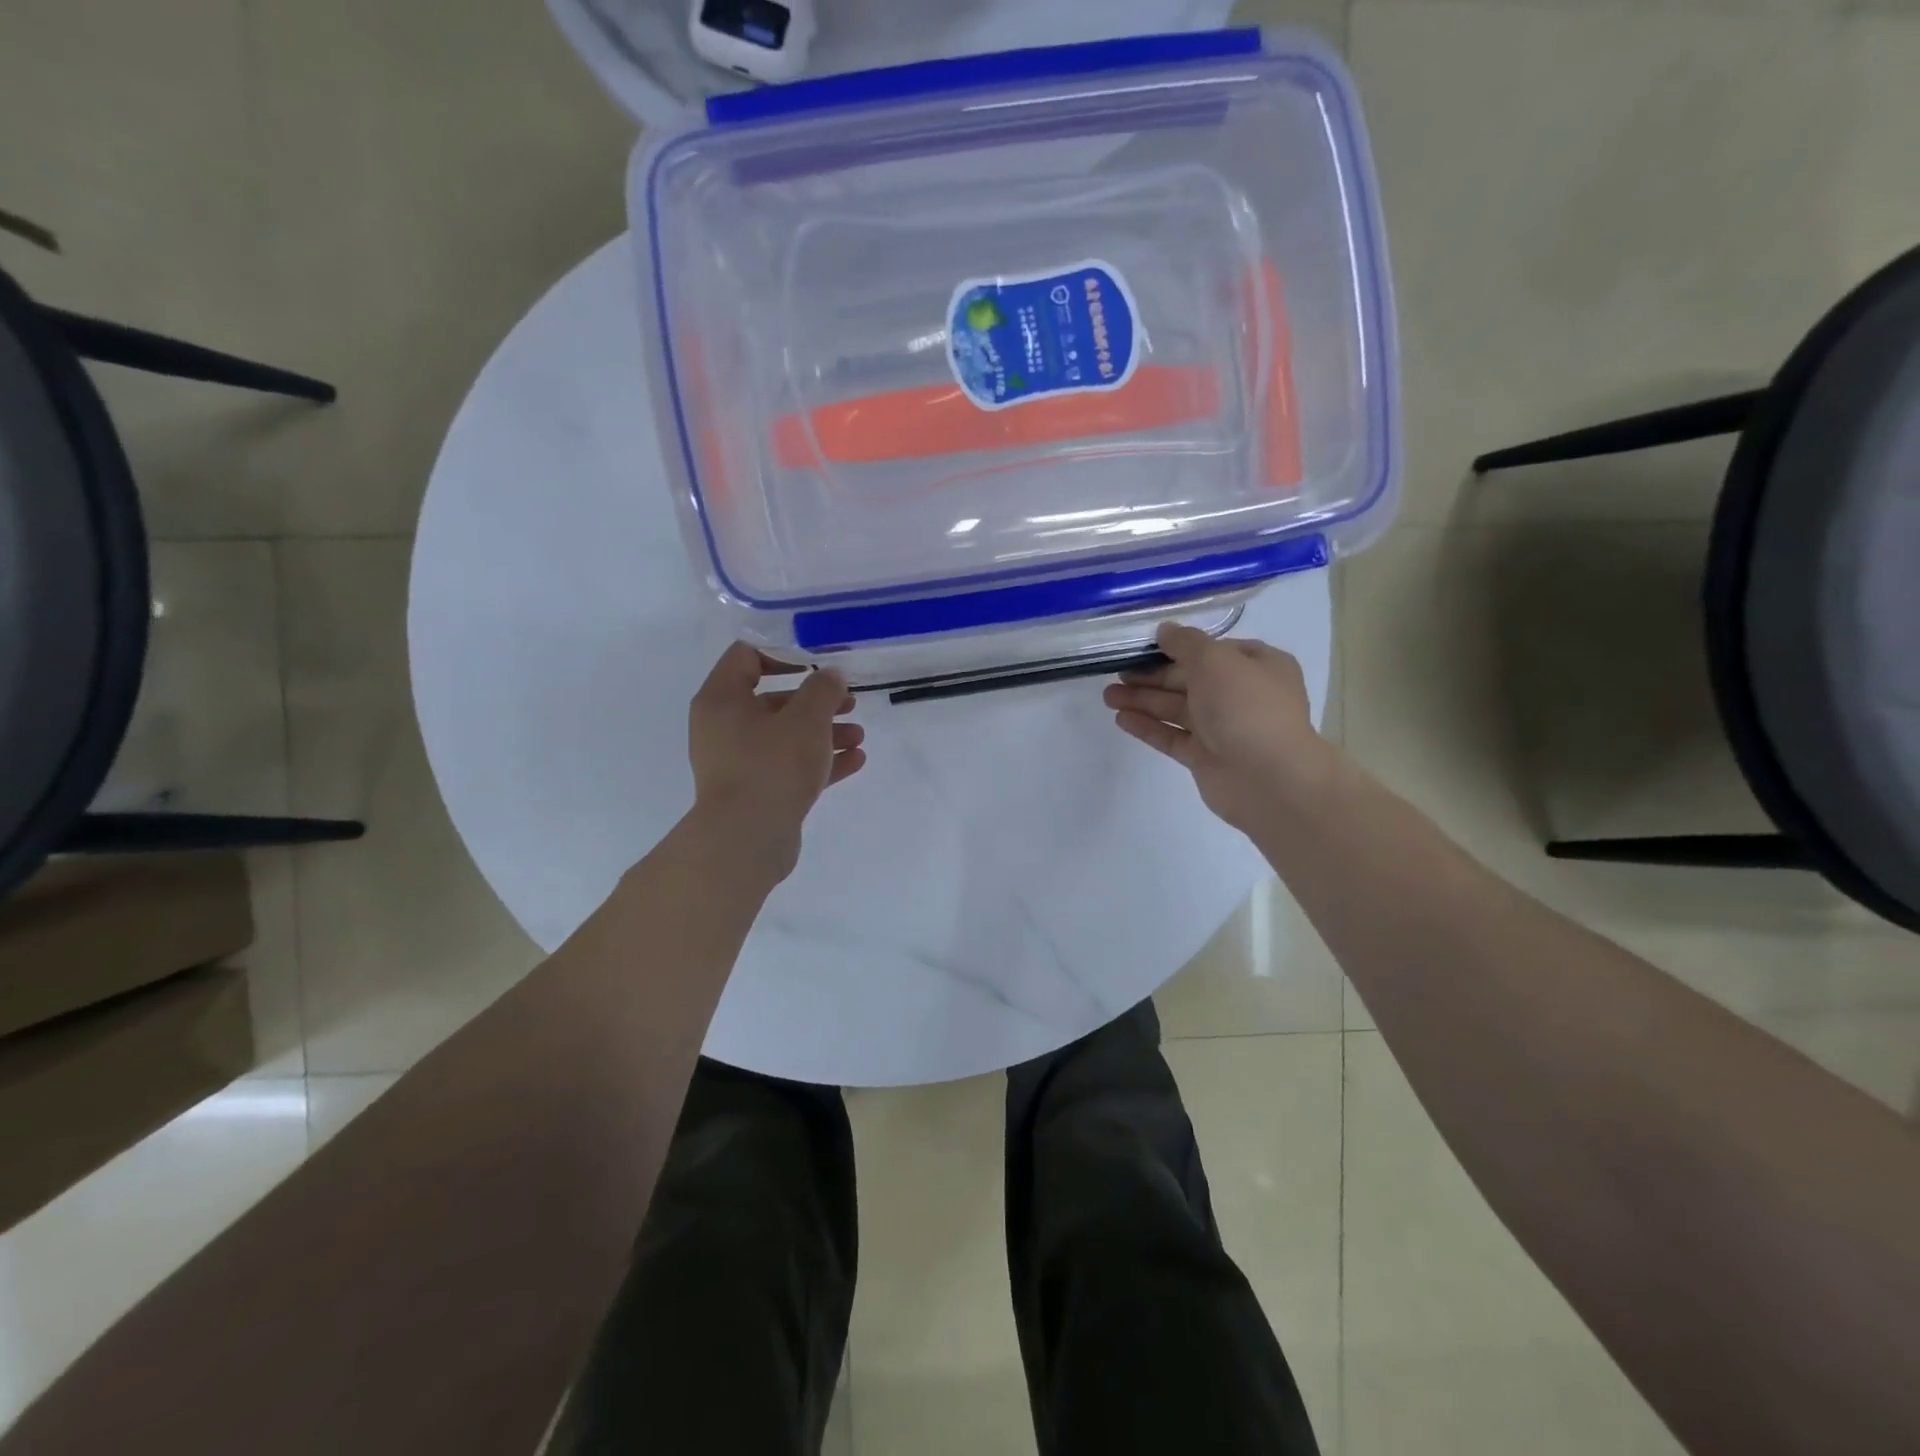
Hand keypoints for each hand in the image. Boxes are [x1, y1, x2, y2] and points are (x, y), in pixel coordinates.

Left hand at [687, 643, 865, 878]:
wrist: (747, 840)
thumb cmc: (772, 766)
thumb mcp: (806, 719)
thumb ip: (823, 689)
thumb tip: (831, 676)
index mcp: (722, 699)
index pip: (747, 656)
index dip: (784, 652)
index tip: (819, 661)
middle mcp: (723, 727)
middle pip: (772, 699)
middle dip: (816, 700)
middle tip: (849, 701)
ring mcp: (738, 762)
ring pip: (785, 736)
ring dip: (824, 732)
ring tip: (858, 735)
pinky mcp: (756, 791)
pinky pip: (789, 766)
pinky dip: (819, 761)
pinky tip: (855, 760)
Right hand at [1103, 623, 1333, 834]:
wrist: (1267, 778)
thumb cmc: (1246, 707)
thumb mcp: (1215, 660)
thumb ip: (1186, 642)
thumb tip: (1165, 630)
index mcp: (1258, 665)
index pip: (1213, 650)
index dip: (1179, 647)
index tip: (1144, 647)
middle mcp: (1242, 695)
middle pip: (1190, 679)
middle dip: (1153, 676)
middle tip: (1116, 672)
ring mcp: (1224, 728)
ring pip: (1177, 709)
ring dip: (1143, 700)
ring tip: (1108, 696)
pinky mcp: (1205, 757)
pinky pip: (1172, 737)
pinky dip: (1149, 727)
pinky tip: (1121, 719)